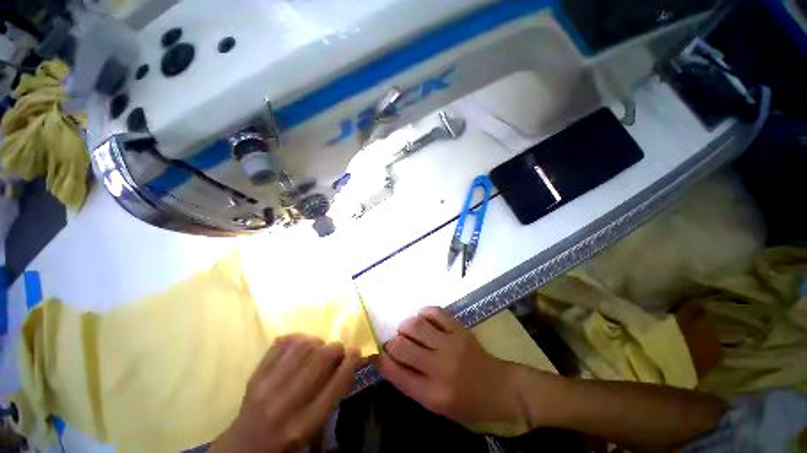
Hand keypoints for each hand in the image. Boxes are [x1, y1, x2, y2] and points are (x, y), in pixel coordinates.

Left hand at [210, 334, 360, 452]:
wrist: (246, 445)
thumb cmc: (288, 438)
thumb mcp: (315, 427)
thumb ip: (333, 395)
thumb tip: (348, 360)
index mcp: (306, 422)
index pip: (336, 384)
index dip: (351, 361)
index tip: (356, 351)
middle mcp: (287, 403)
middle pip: (321, 359)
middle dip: (336, 348)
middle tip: (337, 351)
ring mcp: (268, 386)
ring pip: (302, 346)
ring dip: (317, 341)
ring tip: (318, 347)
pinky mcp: (255, 375)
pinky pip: (281, 344)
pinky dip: (296, 338)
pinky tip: (300, 344)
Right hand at [379, 307, 526, 426]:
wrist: (500, 388)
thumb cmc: (468, 404)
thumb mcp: (437, 407)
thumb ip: (412, 385)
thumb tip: (391, 361)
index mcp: (433, 395)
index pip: (397, 373)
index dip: (383, 361)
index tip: (379, 355)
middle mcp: (440, 368)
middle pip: (403, 347)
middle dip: (391, 343)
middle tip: (393, 343)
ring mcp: (451, 344)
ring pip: (416, 326)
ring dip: (405, 326)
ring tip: (406, 330)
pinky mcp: (459, 329)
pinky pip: (435, 313)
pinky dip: (423, 313)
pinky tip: (422, 319)